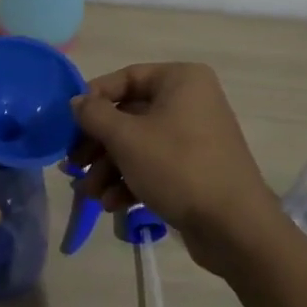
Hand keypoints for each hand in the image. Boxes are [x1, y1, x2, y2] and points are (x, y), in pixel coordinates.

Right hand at [72, 63, 284, 275]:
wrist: (236, 228)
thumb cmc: (179, 168)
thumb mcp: (127, 138)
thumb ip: (95, 115)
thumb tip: (76, 102)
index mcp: (180, 80)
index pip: (126, 78)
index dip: (94, 100)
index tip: (70, 124)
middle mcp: (190, 100)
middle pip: (130, 114)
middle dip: (99, 144)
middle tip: (74, 166)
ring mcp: (195, 135)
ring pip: (139, 143)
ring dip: (110, 167)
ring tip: (90, 194)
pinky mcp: (196, 168)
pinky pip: (155, 164)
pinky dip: (132, 180)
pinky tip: (112, 205)